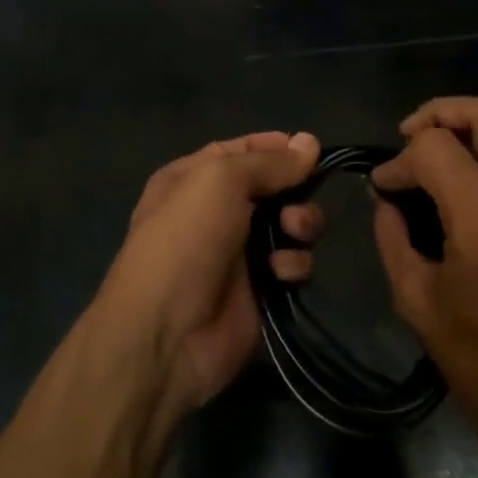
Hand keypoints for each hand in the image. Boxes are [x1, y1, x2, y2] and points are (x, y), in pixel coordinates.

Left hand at [95, 132, 324, 421]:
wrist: (166, 334)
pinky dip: (293, 264)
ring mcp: (239, 252)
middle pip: (273, 186)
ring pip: (290, 223)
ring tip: (294, 232)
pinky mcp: (261, 289)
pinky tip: (281, 272)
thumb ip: (269, 162)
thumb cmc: (185, 240)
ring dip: (301, 223)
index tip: (311, 149)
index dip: (276, 147)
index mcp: (194, 178)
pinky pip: (292, 264)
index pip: (243, 150)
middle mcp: (216, 211)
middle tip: (300, 198)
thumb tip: (310, 143)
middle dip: (295, 188)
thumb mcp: (220, 181)